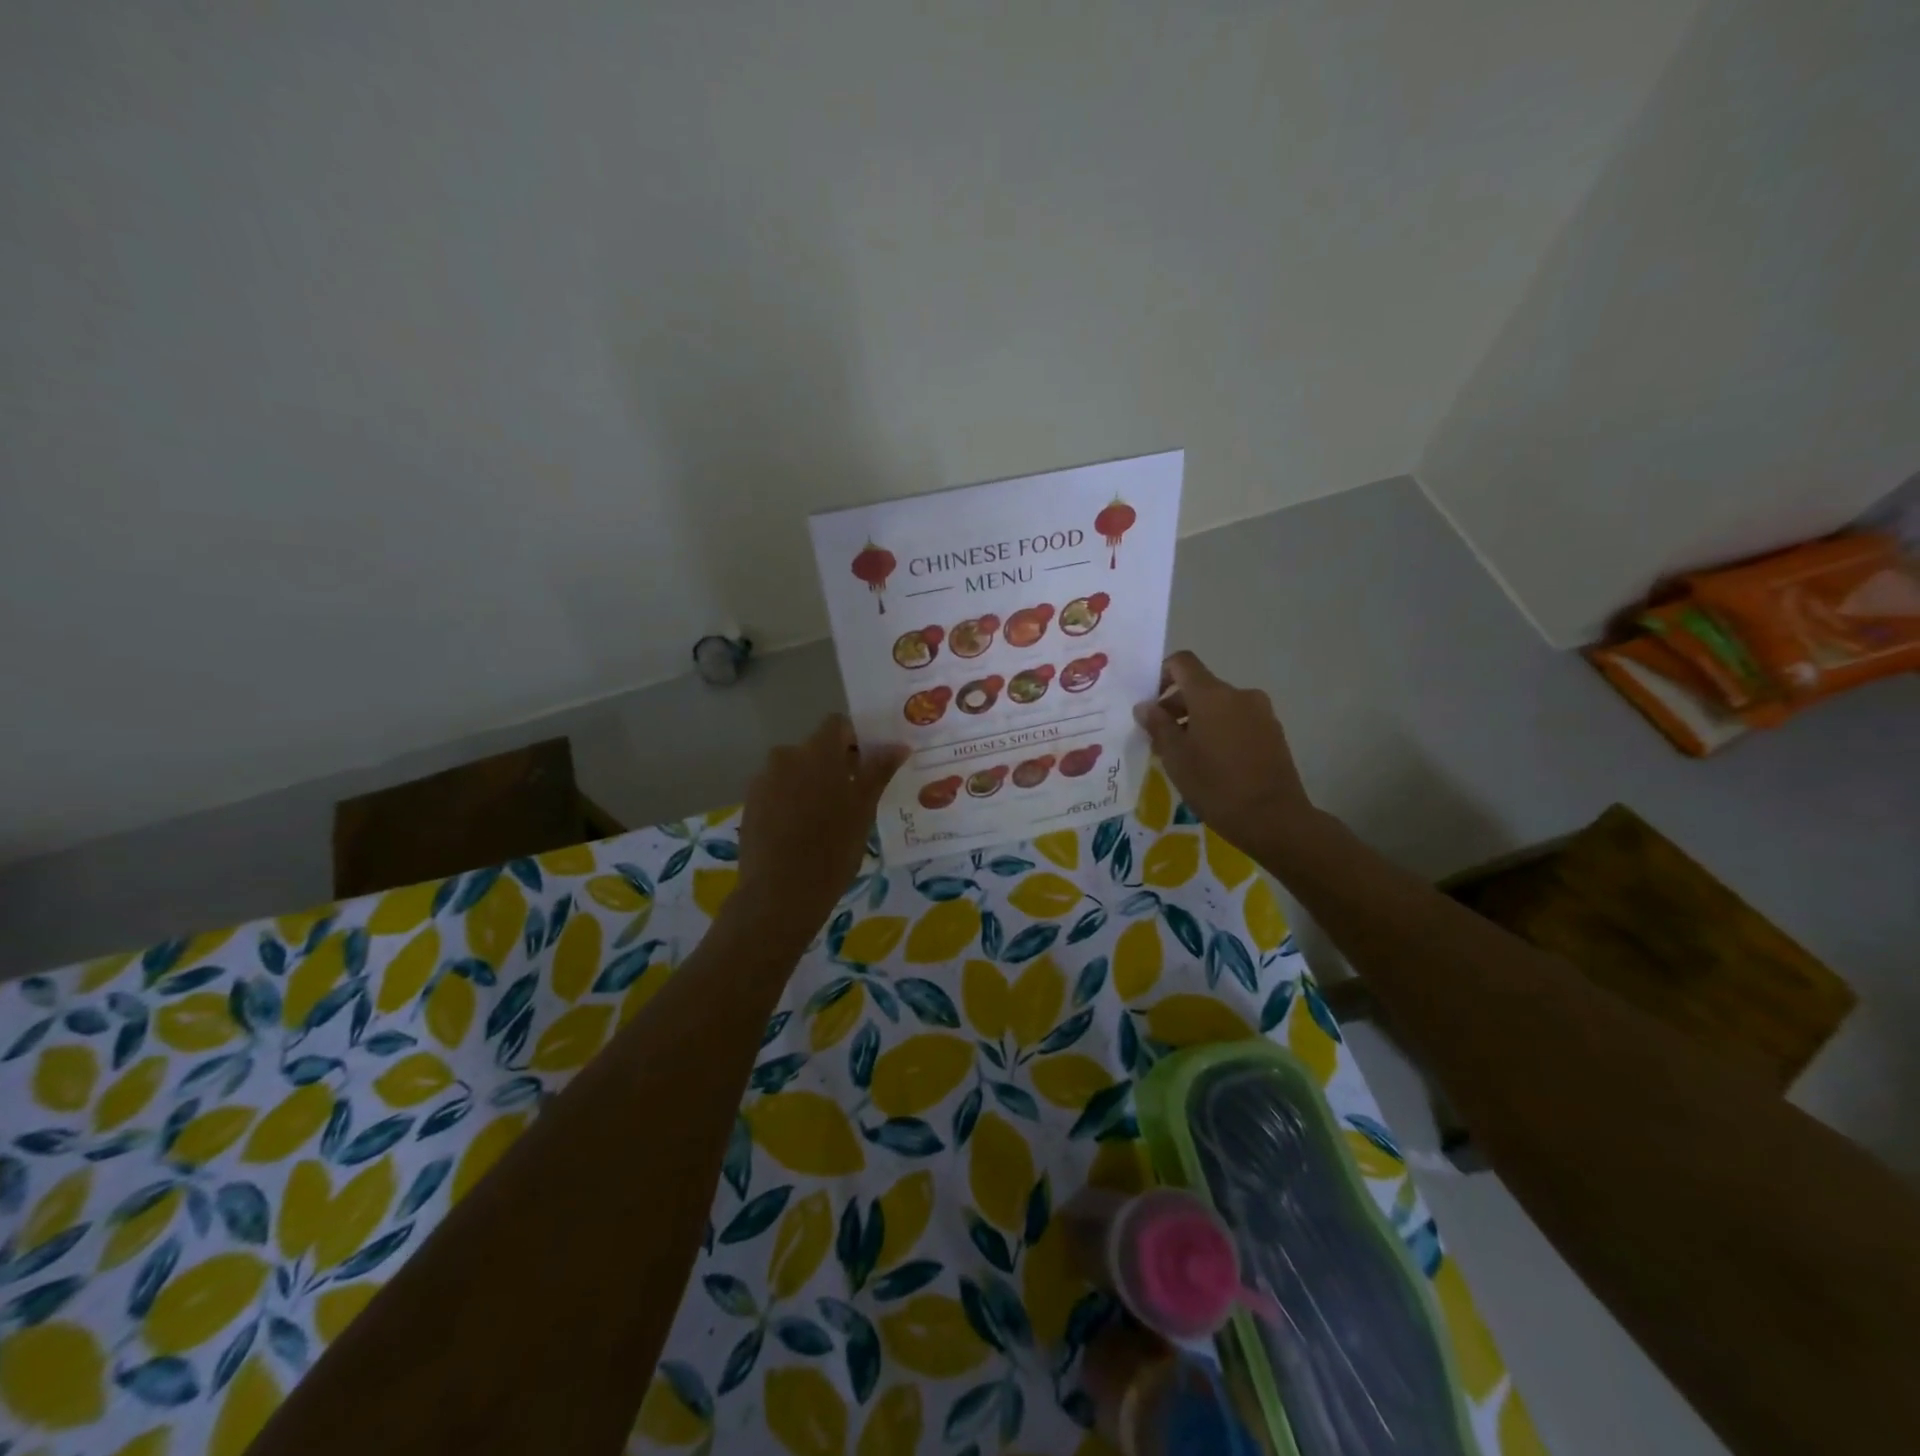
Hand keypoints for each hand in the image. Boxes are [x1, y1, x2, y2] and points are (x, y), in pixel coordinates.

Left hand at [733, 715, 906, 943]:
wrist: (779, 894)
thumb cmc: (832, 849)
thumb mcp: (863, 810)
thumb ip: (878, 771)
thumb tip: (898, 745)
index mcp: (817, 752)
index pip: (837, 725)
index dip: (855, 739)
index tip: (868, 765)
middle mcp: (786, 756)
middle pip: (815, 749)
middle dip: (835, 765)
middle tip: (853, 797)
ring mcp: (763, 780)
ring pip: (795, 771)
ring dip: (812, 783)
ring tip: (826, 818)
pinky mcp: (750, 804)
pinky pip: (778, 790)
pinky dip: (792, 801)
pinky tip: (802, 831)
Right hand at [1133, 651, 1314, 854]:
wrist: (1274, 819)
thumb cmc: (1216, 785)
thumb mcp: (1175, 757)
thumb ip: (1158, 726)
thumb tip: (1145, 706)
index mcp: (1212, 695)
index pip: (1182, 663)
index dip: (1161, 674)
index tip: (1150, 703)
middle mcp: (1239, 695)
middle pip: (1200, 687)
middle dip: (1176, 706)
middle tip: (1160, 739)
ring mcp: (1261, 713)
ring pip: (1219, 706)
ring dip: (1198, 721)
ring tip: (1186, 756)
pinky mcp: (1274, 733)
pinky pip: (1238, 721)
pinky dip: (1220, 731)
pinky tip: (1213, 764)